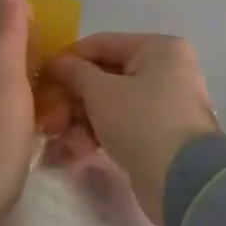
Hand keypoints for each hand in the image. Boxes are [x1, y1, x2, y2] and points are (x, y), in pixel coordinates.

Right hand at [46, 34, 220, 225]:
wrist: (182, 181)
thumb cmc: (141, 122)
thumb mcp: (100, 92)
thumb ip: (75, 72)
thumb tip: (56, 62)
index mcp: (159, 49)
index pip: (102, 44)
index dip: (69, 59)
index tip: (42, 77)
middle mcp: (166, 71)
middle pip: (105, 76)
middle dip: (73, 98)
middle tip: (50, 116)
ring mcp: (164, 104)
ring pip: (110, 104)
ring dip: (81, 120)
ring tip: (60, 139)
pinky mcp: (159, 135)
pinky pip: (121, 125)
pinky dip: (98, 135)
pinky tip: (77, 152)